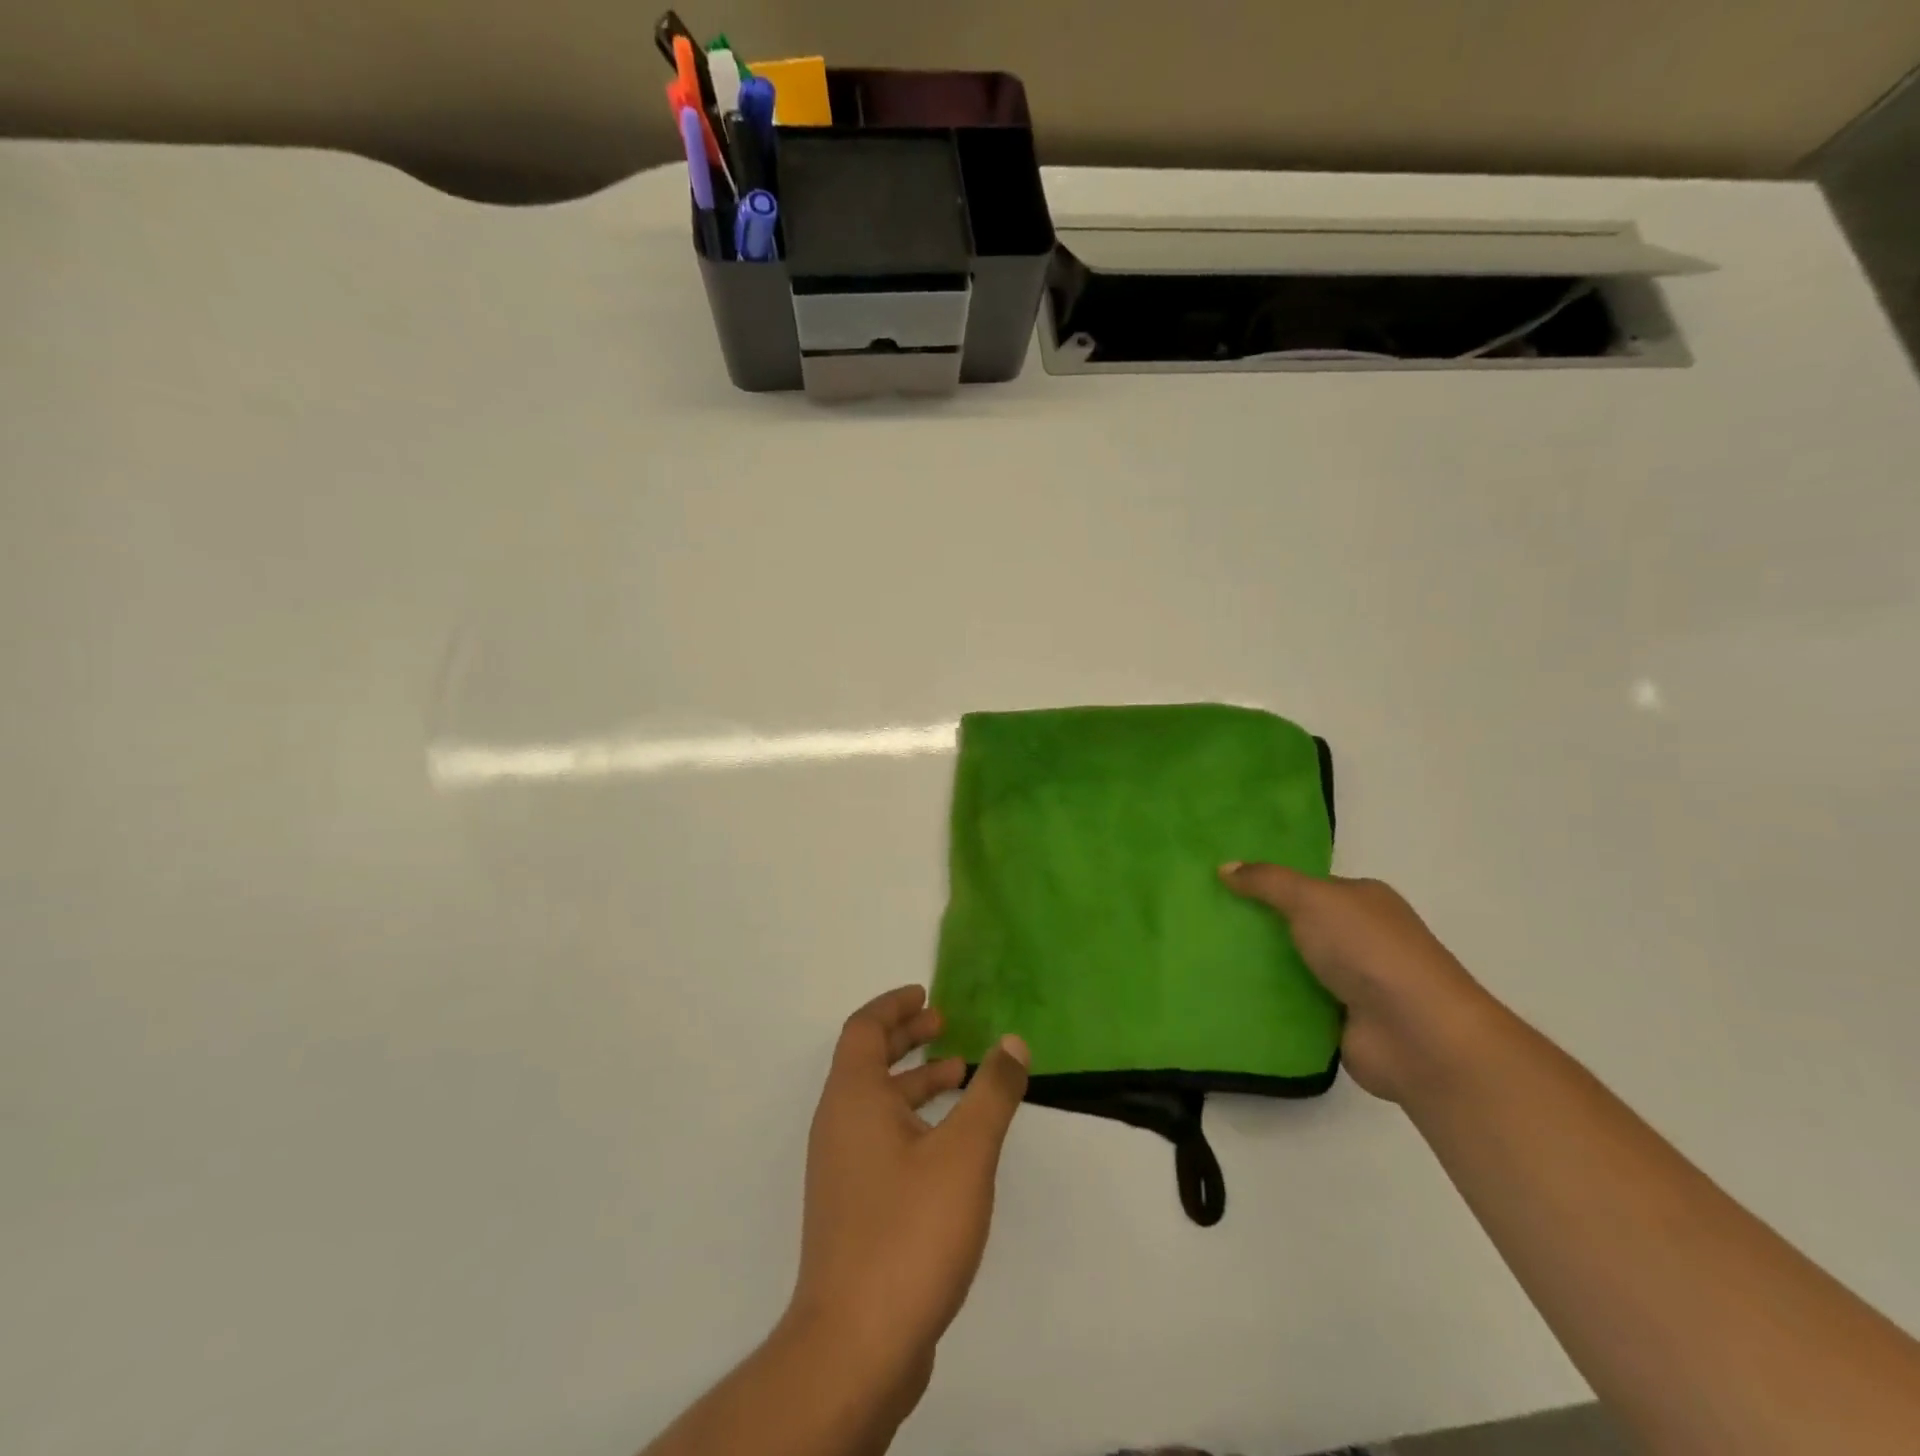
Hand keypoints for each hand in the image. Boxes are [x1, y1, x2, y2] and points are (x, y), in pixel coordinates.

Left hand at [785, 985, 1028, 1409]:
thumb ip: (992, 1092)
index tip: (927, 994)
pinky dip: (912, 1120)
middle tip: (945, 1024)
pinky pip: (881, 1138)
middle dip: (905, 1036)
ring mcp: (841, 1169)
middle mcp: (838, 1124)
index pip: (864, 1028)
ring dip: (914, 1080)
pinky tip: (951, 1144)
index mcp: (852, 1098)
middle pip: (866, 1060)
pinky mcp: (853, 1207)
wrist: (856, 1346)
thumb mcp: (965, 1153)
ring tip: (961, 1075)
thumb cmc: (909, 1231)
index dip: (894, 1005)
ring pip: (876, 1102)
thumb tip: (1012, 1042)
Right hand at [1220, 864, 1495, 1102]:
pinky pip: (1292, 1004)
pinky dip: (1267, 1001)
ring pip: (1292, 966)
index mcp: (1363, 900)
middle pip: (1296, 926)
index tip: (1220, 887)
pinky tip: (1226, 994)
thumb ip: (1267, 882)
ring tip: (1201, 957)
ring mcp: (1352, 982)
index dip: (1266, 885)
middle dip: (1256, 926)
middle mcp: (1360, 938)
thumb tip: (1224, 866)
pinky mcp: (1340, 1021)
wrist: (1417, 1035)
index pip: (1306, 886)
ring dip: (1258, 966)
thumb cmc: (1368, 951)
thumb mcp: (1312, 899)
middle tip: (1203, 922)